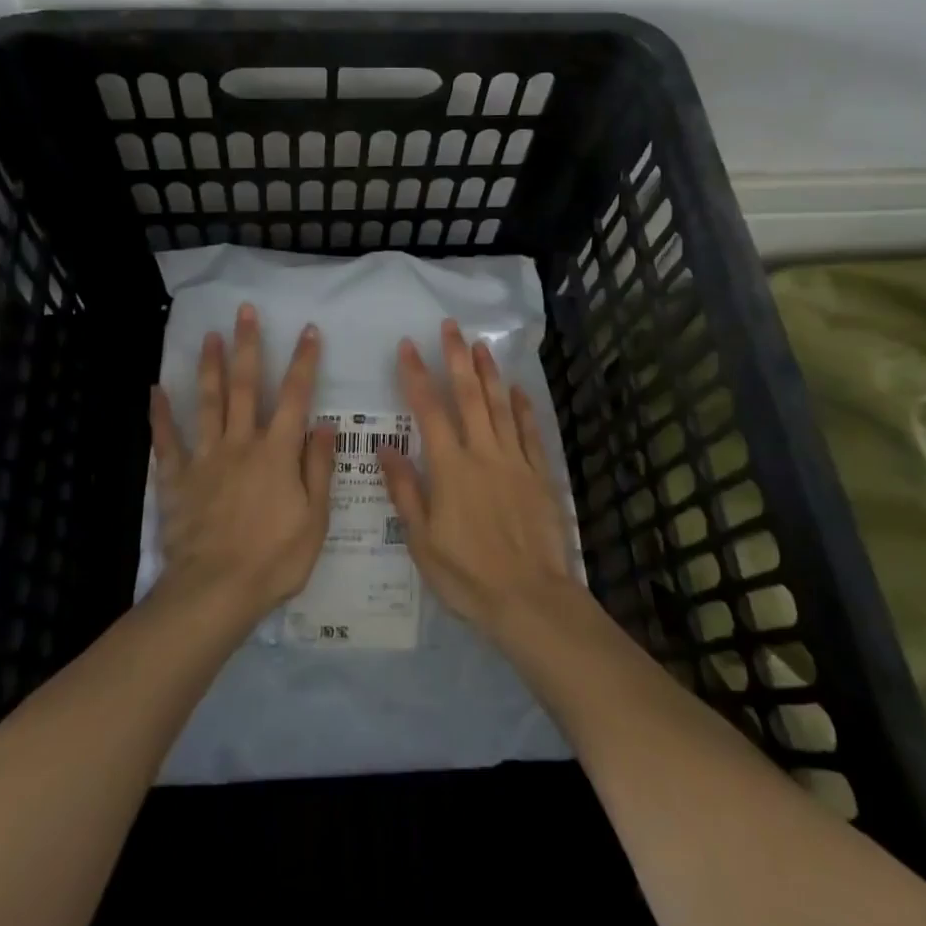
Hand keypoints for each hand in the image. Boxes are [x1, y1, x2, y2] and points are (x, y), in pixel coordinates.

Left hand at [150, 304, 334, 624]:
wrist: (215, 592)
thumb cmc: (274, 559)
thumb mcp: (315, 519)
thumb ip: (319, 469)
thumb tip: (326, 426)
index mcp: (277, 452)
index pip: (294, 396)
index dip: (303, 361)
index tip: (307, 330)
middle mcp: (241, 443)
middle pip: (244, 385)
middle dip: (247, 345)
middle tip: (244, 311)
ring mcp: (206, 457)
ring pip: (207, 402)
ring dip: (209, 366)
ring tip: (208, 335)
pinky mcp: (178, 478)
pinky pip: (167, 440)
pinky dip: (161, 414)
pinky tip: (155, 389)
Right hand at [378, 320, 579, 637]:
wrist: (530, 599)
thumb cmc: (467, 575)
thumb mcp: (422, 541)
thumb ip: (405, 491)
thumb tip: (385, 450)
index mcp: (450, 468)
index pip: (429, 410)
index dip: (416, 375)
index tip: (407, 346)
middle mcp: (483, 453)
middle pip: (469, 396)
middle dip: (457, 358)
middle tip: (451, 326)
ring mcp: (514, 461)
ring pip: (500, 406)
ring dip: (489, 372)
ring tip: (482, 344)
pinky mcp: (539, 475)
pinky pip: (529, 432)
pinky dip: (522, 408)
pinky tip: (518, 389)